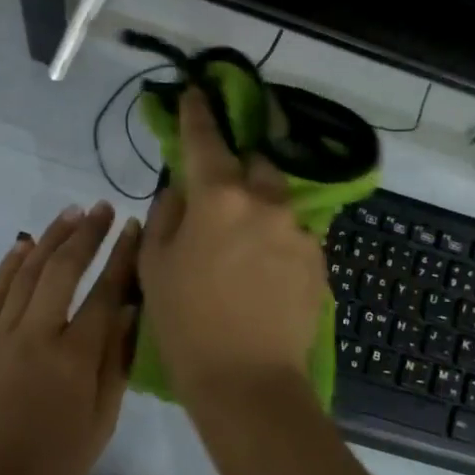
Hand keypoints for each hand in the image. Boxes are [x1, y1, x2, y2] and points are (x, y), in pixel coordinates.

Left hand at [0, 202, 140, 474]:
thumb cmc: (52, 465)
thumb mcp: (101, 422)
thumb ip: (117, 362)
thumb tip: (132, 313)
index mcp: (75, 358)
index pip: (105, 292)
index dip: (122, 256)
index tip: (134, 226)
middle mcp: (37, 335)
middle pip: (63, 270)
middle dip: (86, 233)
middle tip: (102, 207)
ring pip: (26, 273)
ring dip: (50, 238)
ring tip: (70, 213)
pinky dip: (8, 265)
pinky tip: (23, 244)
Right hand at [139, 87, 326, 397]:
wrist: (248, 382)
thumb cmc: (186, 325)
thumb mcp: (156, 267)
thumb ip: (168, 215)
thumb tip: (181, 190)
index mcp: (219, 197)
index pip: (206, 139)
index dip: (198, 113)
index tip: (196, 93)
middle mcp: (265, 201)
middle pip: (256, 162)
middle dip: (240, 164)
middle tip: (224, 184)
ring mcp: (299, 229)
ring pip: (279, 198)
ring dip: (262, 204)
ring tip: (245, 237)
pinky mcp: (318, 258)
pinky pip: (294, 231)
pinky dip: (278, 236)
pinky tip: (265, 268)